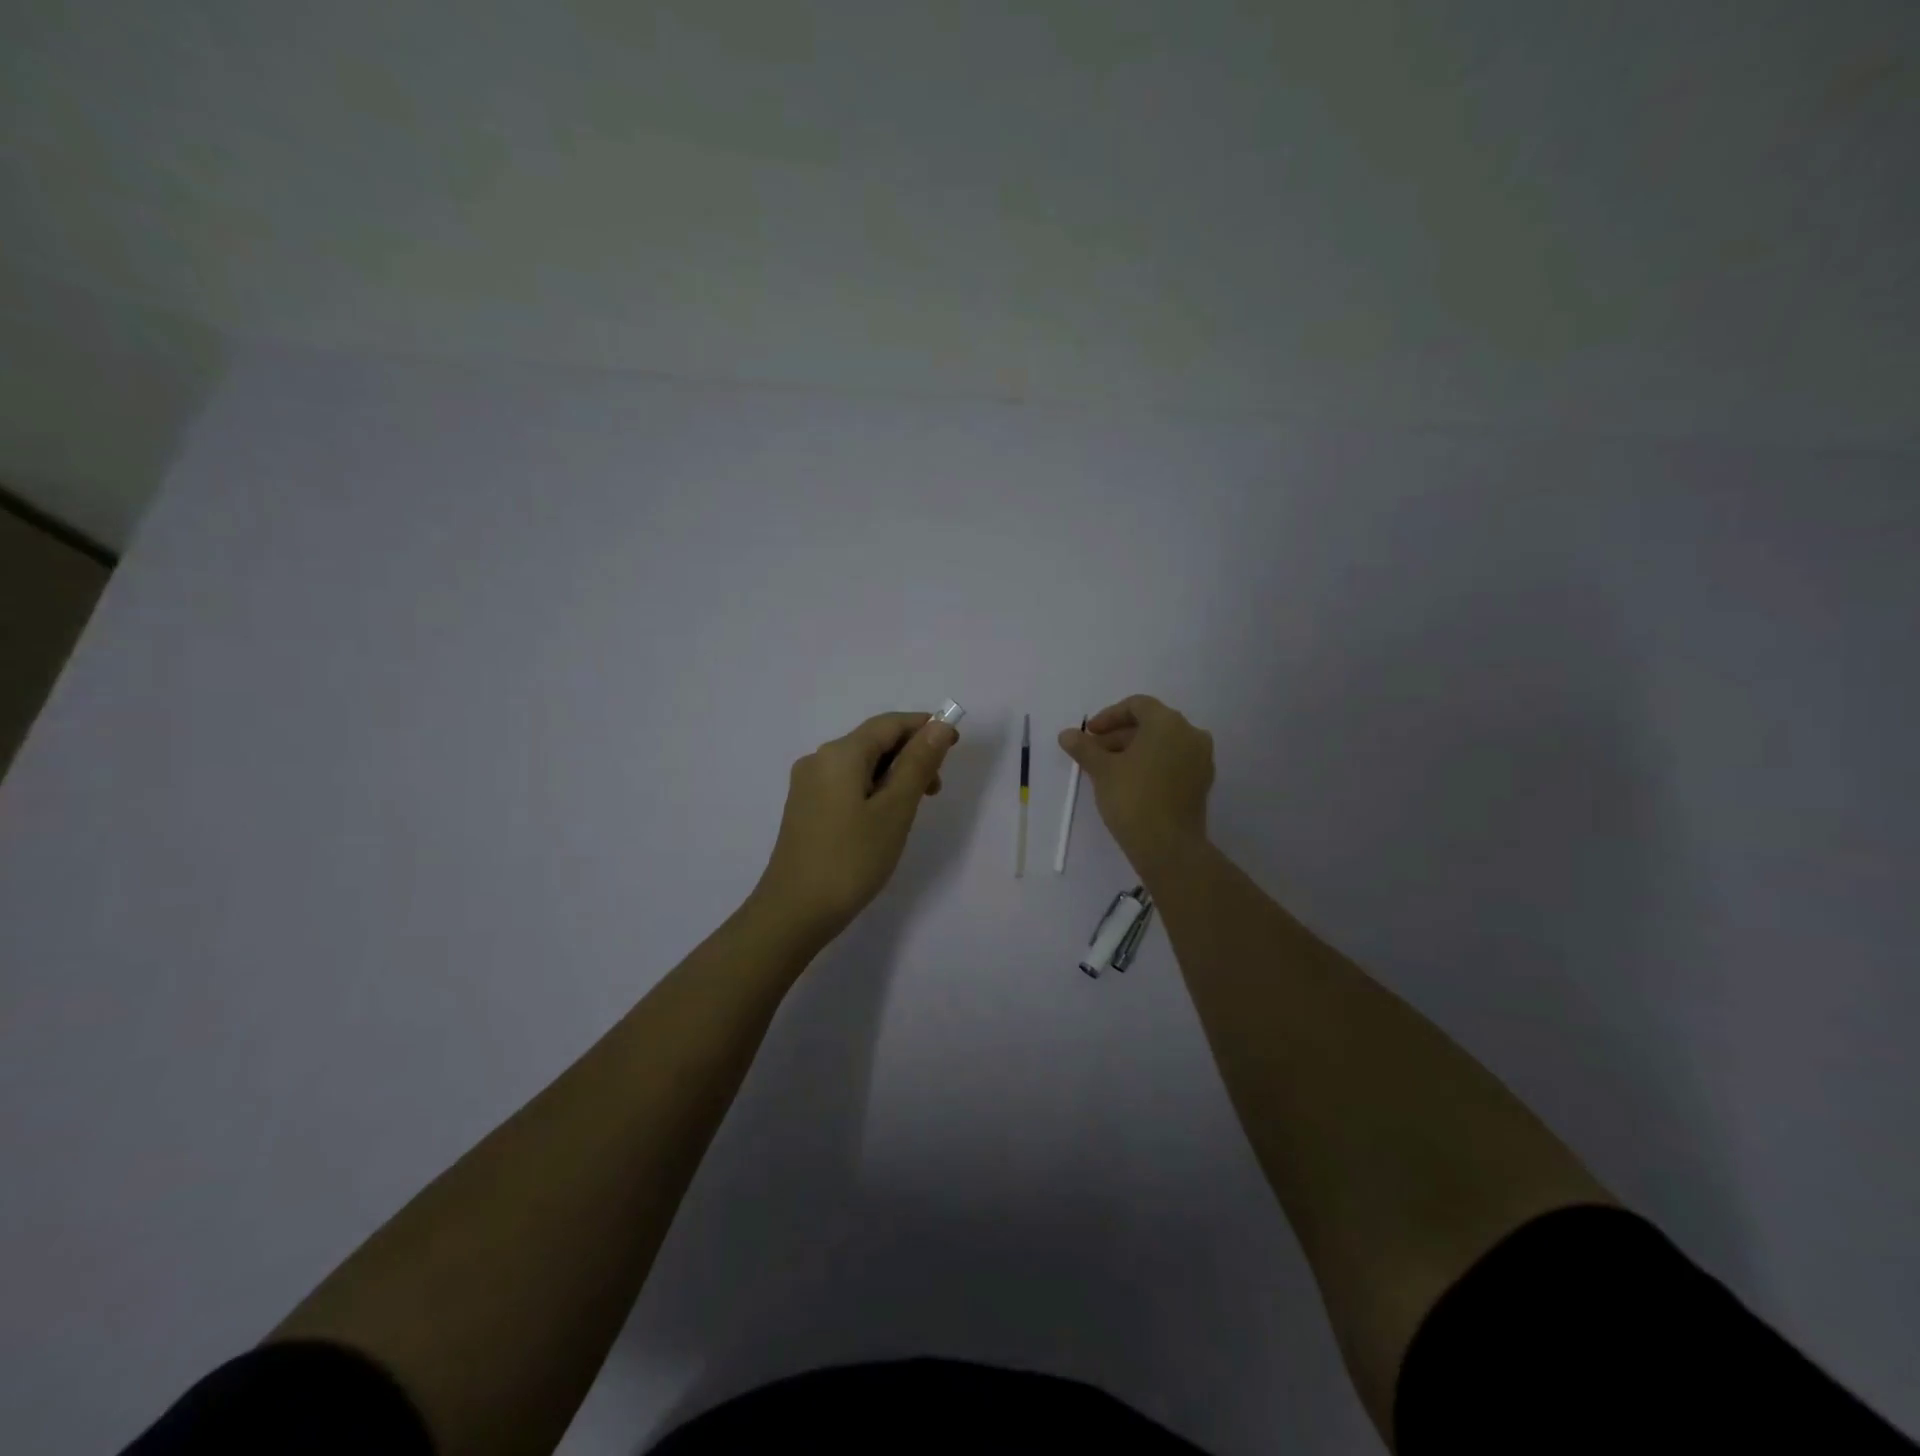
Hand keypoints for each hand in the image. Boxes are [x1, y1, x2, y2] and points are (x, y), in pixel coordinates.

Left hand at [750, 710, 958, 946]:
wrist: (795, 912)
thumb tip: (938, 726)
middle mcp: (819, 759)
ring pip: (860, 765)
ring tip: (914, 808)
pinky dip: (873, 790)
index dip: (925, 727)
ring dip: (893, 775)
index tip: (956, 744)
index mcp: (840, 753)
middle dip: (910, 755)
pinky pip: (846, 784)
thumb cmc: (851, 859)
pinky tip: (884, 818)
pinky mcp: (805, 809)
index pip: (890, 723)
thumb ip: (918, 764)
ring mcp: (808, 785)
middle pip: (873, 741)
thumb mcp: (895, 810)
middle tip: (937, 789)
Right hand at [1059, 694, 1213, 869]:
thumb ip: (1084, 747)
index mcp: (1168, 722)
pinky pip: (1173, 762)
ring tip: (1107, 769)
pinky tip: (1130, 782)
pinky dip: (1151, 764)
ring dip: (1133, 750)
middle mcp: (1190, 734)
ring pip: (1162, 744)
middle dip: (1118, 735)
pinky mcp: (1202, 782)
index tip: (1089, 734)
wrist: (1168, 846)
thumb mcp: (1102, 770)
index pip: (1137, 705)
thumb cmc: (1132, 798)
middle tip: (1093, 753)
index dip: (1108, 716)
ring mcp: (1200, 759)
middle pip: (1150, 724)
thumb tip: (1066, 734)